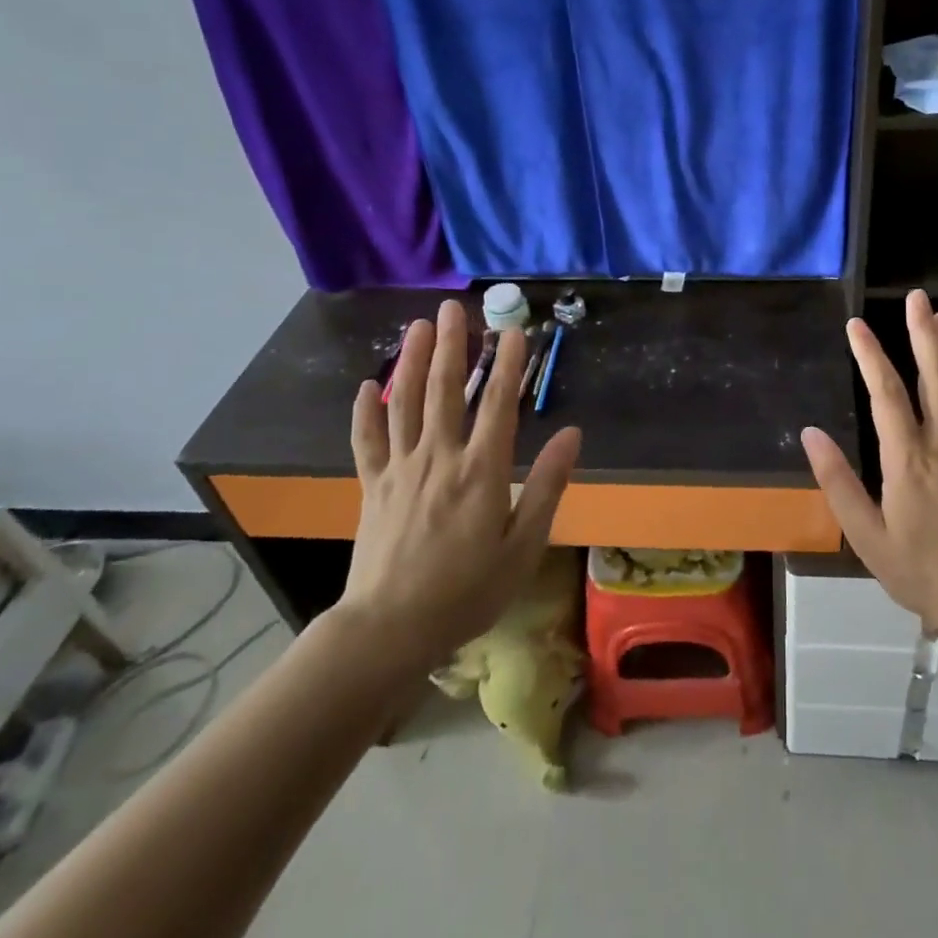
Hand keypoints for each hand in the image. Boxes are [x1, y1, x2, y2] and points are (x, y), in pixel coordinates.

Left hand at [337, 299, 580, 677]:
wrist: (389, 629)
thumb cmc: (467, 591)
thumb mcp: (523, 545)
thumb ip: (547, 486)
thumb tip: (573, 434)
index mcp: (481, 471)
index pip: (498, 404)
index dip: (508, 364)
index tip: (514, 330)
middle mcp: (439, 458)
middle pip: (445, 391)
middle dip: (452, 346)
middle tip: (452, 308)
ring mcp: (400, 470)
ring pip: (405, 403)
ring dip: (413, 362)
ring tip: (418, 327)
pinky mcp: (373, 486)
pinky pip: (367, 441)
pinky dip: (365, 410)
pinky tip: (368, 383)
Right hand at [800, 289, 937, 635]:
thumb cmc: (922, 571)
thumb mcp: (866, 536)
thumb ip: (837, 483)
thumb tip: (810, 434)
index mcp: (909, 459)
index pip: (886, 392)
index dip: (870, 355)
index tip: (855, 326)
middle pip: (936, 373)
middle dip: (923, 331)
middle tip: (916, 297)